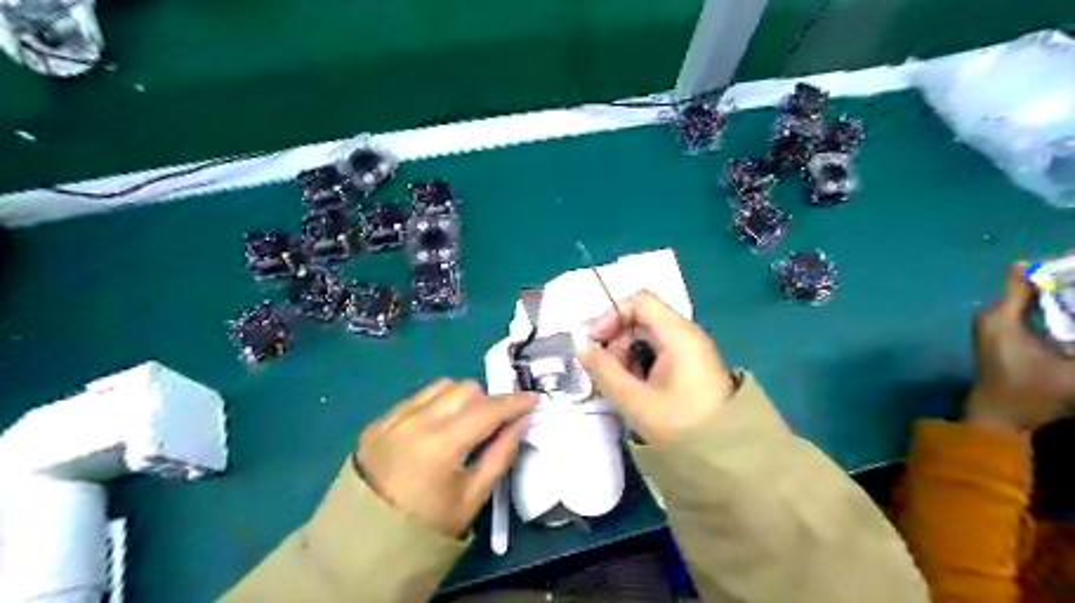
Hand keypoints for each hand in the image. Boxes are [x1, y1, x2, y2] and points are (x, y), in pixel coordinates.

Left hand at [355, 381, 533, 535]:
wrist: (364, 543)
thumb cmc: (427, 526)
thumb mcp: (472, 497)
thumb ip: (501, 454)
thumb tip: (522, 421)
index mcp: (440, 445)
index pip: (487, 409)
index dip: (514, 402)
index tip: (533, 398)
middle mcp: (415, 422)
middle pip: (465, 388)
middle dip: (487, 399)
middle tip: (495, 421)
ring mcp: (393, 418)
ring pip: (441, 385)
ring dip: (461, 397)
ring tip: (465, 421)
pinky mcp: (379, 421)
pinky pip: (417, 397)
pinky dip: (436, 403)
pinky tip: (437, 425)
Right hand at [576, 290, 735, 443]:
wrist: (726, 460)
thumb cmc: (679, 425)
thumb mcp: (634, 399)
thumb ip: (603, 370)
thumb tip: (580, 346)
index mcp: (678, 335)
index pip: (640, 301)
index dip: (612, 316)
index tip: (594, 343)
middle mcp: (687, 335)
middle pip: (642, 319)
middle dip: (616, 340)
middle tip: (604, 371)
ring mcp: (691, 351)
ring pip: (648, 338)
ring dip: (626, 356)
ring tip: (618, 385)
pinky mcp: (691, 368)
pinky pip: (659, 354)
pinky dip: (640, 365)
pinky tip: (634, 390)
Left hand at [966, 261, 1074, 428]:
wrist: (997, 417)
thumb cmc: (1031, 394)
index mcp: (1002, 316)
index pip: (1025, 273)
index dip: (1059, 264)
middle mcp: (992, 314)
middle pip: (1031, 282)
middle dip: (1067, 278)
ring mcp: (993, 324)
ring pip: (1031, 296)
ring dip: (1062, 293)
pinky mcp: (1000, 335)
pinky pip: (1029, 310)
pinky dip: (1054, 307)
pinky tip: (1074, 314)